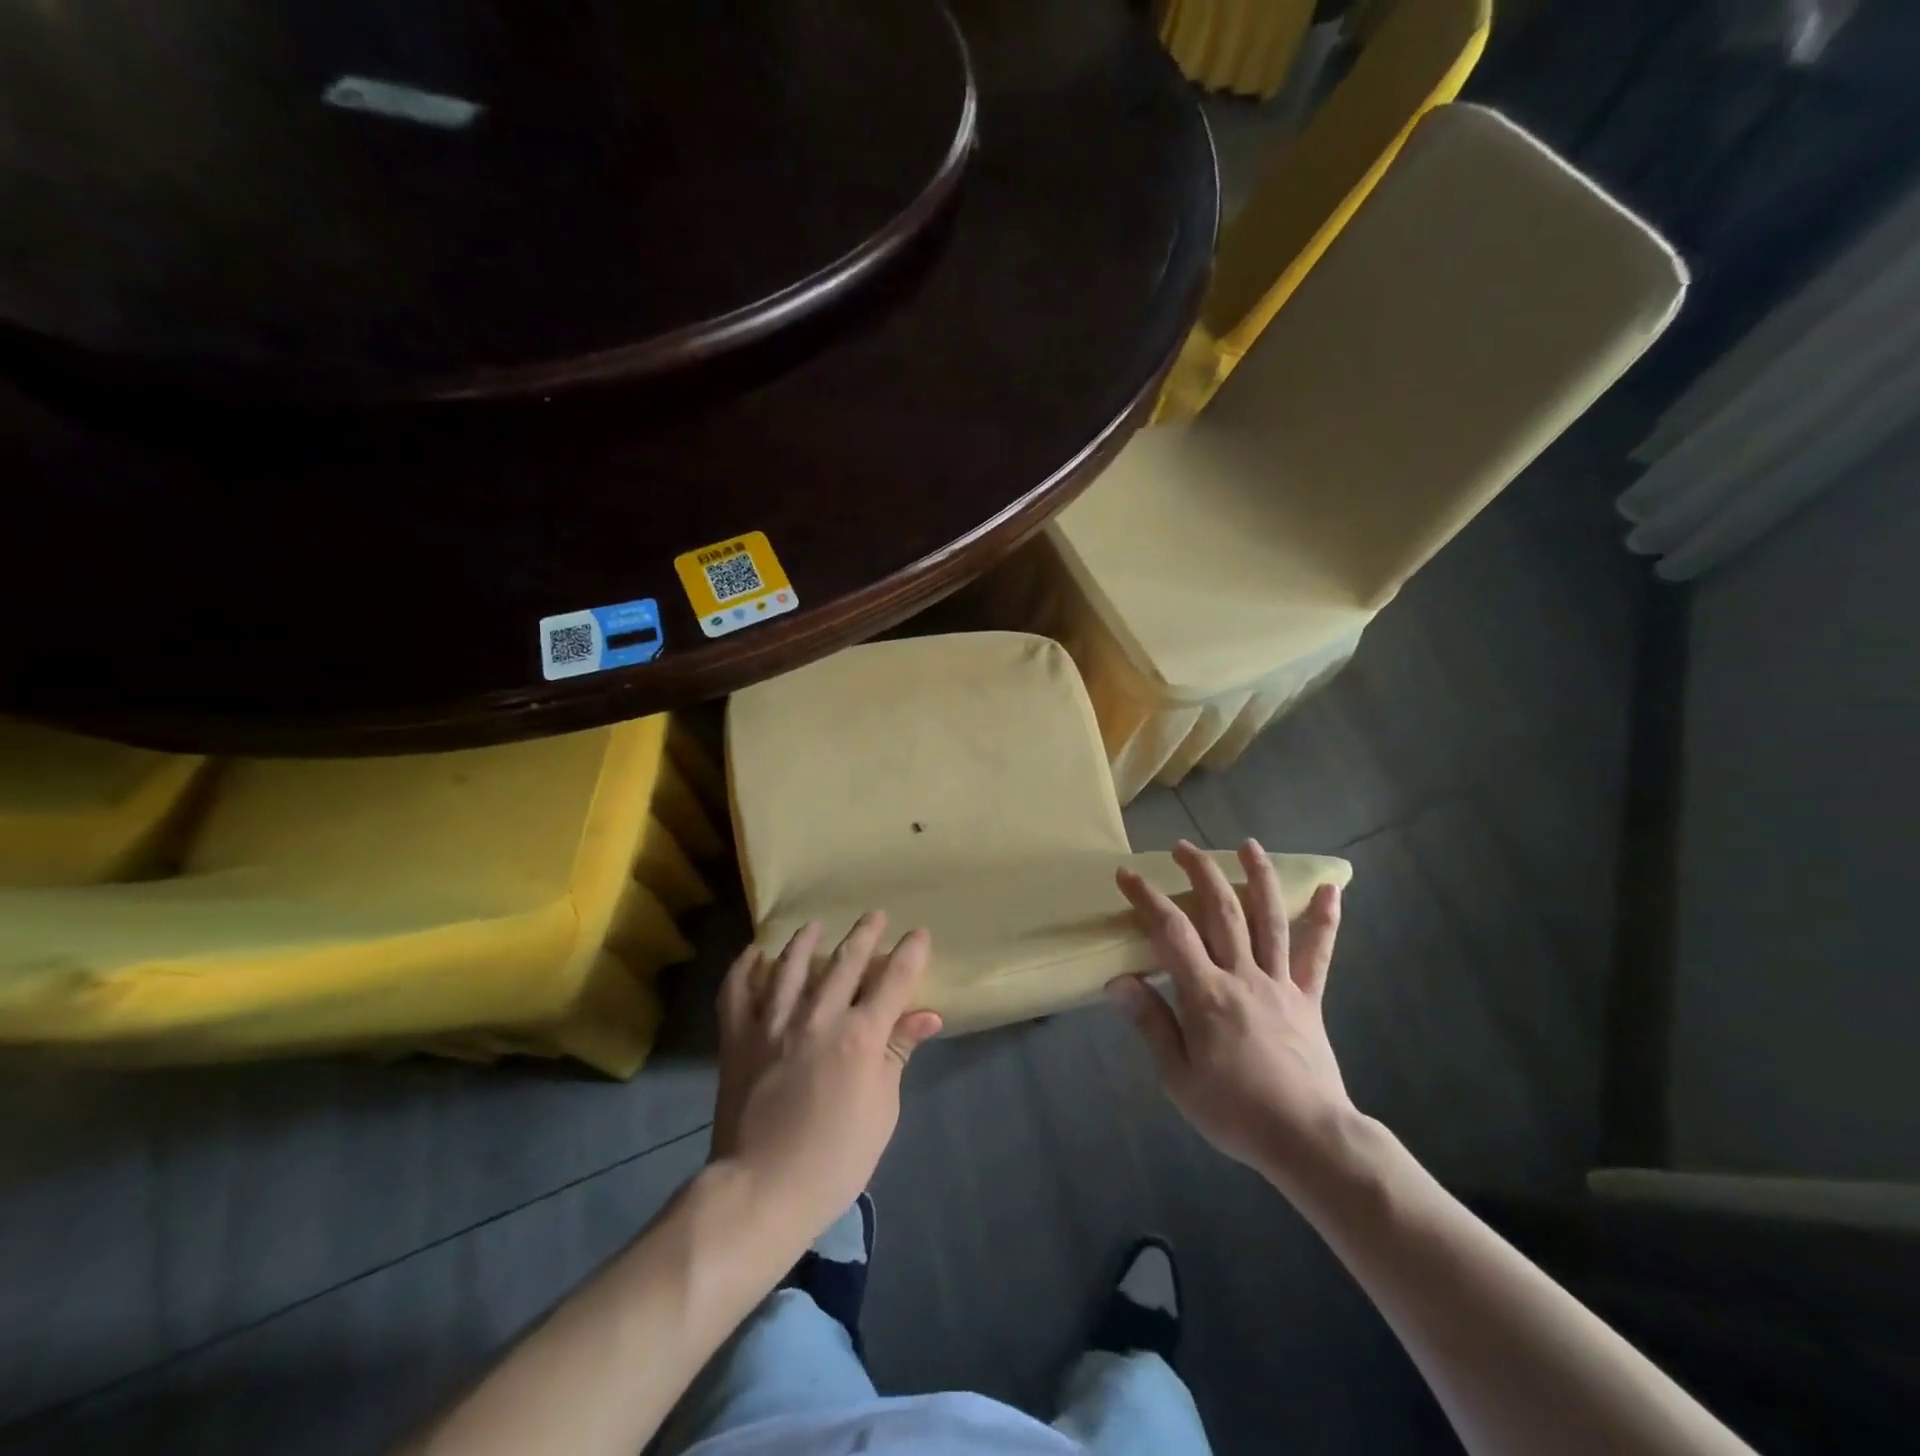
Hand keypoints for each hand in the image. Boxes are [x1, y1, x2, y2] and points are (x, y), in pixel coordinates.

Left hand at [711, 914, 942, 1243]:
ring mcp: (772, 1024)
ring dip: (806, 941)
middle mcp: (817, 1017)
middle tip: (875, 915)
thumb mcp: (882, 1110)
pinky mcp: (737, 1038)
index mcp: (859, 1037)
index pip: (893, 980)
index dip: (909, 953)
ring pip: (791, 966)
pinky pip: (738, 992)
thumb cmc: (835, 1159)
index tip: (919, 935)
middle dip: (864, 934)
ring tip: (814, 926)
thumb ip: (897, 1054)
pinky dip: (745, 968)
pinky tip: (756, 954)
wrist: (761, 1190)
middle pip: (845, 962)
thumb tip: (926, 1016)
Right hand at [1110, 840, 1352, 1185]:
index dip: (1147, 899)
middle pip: (1221, 911)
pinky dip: (1325, 919)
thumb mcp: (1177, 1076)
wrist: (1307, 1138)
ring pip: (1269, 918)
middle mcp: (1243, 975)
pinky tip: (1331, 890)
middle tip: (1182, 847)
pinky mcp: (1308, 998)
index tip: (1127, 875)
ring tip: (1248, 845)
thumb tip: (1118, 981)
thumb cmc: (1234, 1111)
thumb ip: (1151, 1023)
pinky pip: (1317, 954)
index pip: (1170, 932)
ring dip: (1257, 877)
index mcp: (1206, 993)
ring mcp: (1280, 983)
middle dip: (1200, 872)